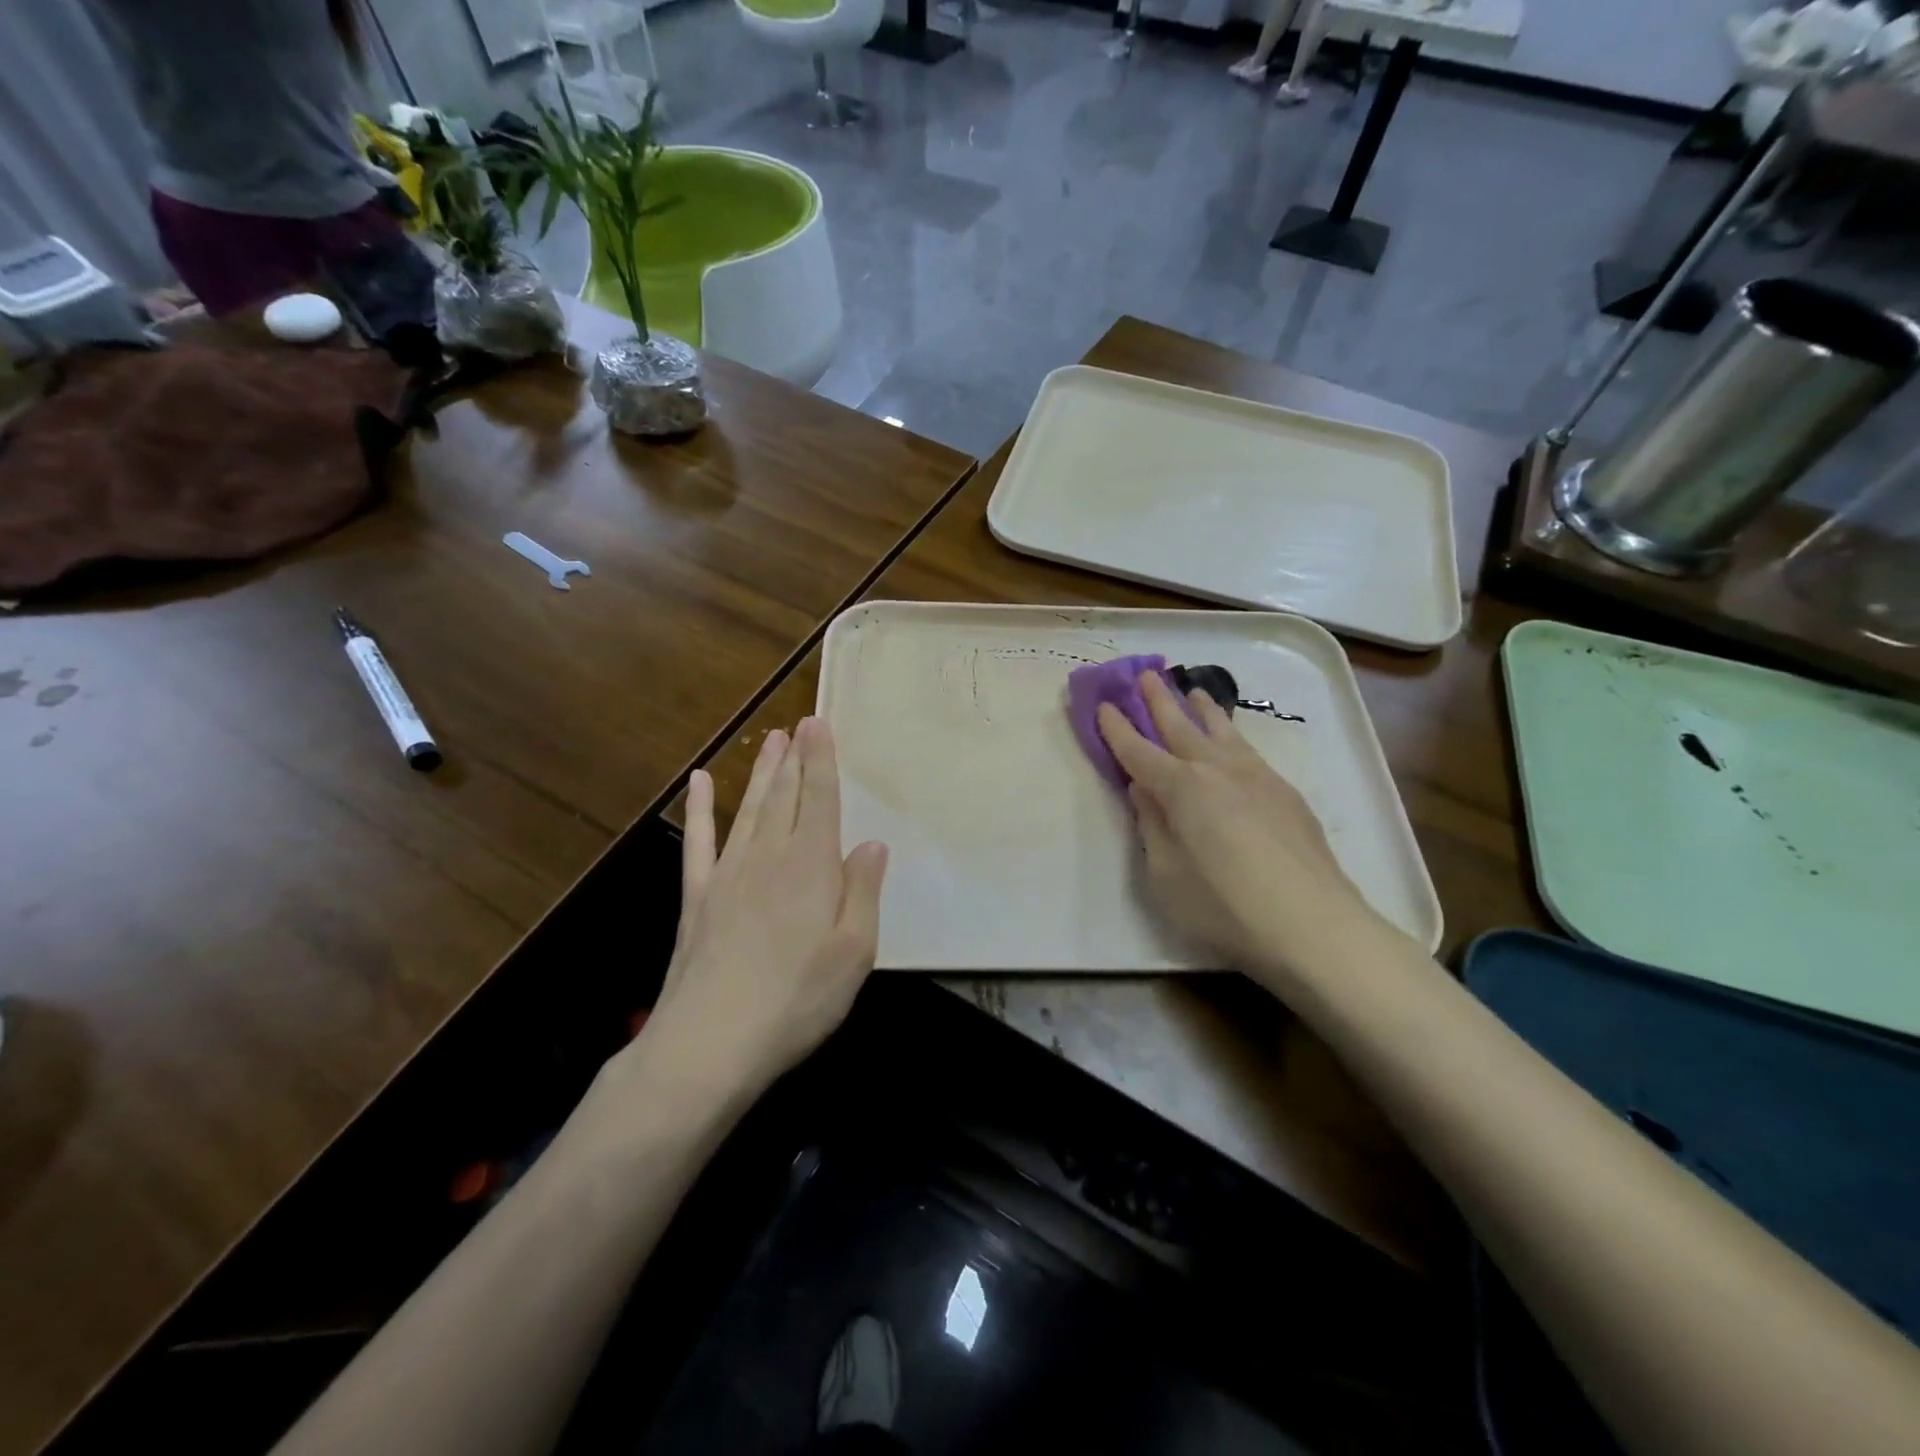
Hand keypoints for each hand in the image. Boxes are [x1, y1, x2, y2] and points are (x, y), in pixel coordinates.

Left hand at [644, 718, 888, 1092]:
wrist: (710, 1043)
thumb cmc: (797, 1000)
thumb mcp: (854, 952)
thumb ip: (862, 892)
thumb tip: (871, 844)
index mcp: (811, 866)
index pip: (820, 799)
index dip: (822, 760)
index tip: (819, 724)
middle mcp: (769, 857)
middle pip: (785, 796)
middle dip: (795, 758)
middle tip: (799, 724)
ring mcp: (728, 874)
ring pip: (750, 809)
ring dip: (762, 773)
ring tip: (771, 741)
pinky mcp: (698, 896)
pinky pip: (699, 841)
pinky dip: (700, 809)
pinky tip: (700, 782)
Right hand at [1097, 671, 1403, 990]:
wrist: (1311, 923)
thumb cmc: (1223, 906)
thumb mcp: (1165, 875)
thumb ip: (1152, 827)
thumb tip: (1143, 791)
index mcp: (1180, 788)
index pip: (1138, 751)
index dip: (1117, 729)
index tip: (1103, 705)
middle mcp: (1216, 770)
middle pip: (1180, 726)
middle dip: (1159, 701)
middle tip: (1146, 674)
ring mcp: (1256, 776)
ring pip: (1222, 731)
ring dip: (1202, 709)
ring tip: (1193, 691)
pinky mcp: (1285, 792)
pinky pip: (1247, 749)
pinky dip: (1231, 734)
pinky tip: (1232, 741)